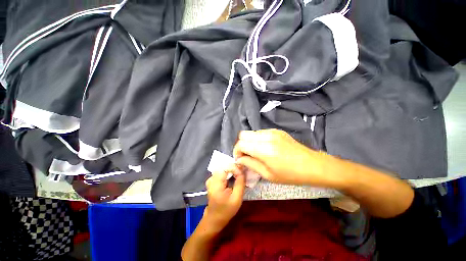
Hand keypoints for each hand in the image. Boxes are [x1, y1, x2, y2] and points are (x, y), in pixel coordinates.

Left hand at [204, 164, 245, 231]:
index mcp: (216, 184)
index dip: (235, 168)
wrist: (214, 218)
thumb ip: (240, 183)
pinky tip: (233, 176)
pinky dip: (228, 171)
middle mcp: (212, 178)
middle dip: (234, 167)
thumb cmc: (226, 210)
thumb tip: (242, 170)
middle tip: (242, 172)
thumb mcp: (237, 198)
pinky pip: (221, 171)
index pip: (226, 167)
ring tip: (239, 174)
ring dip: (232, 169)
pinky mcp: (212, 179)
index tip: (242, 173)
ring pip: (223, 167)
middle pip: (224, 166)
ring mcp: (211, 178)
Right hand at [234, 129, 330, 185]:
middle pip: (243, 134)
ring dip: (249, 142)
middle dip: (241, 145)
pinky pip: (260, 132)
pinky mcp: (277, 131)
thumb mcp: (268, 175)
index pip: (241, 143)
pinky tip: (264, 148)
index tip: (240, 159)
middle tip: (246, 155)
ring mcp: (272, 131)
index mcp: (264, 149)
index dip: (237, 151)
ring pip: (251, 133)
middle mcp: (267, 136)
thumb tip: (239, 159)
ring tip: (255, 152)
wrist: (312, 165)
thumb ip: (250, 164)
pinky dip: (257, 139)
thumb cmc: (290, 175)